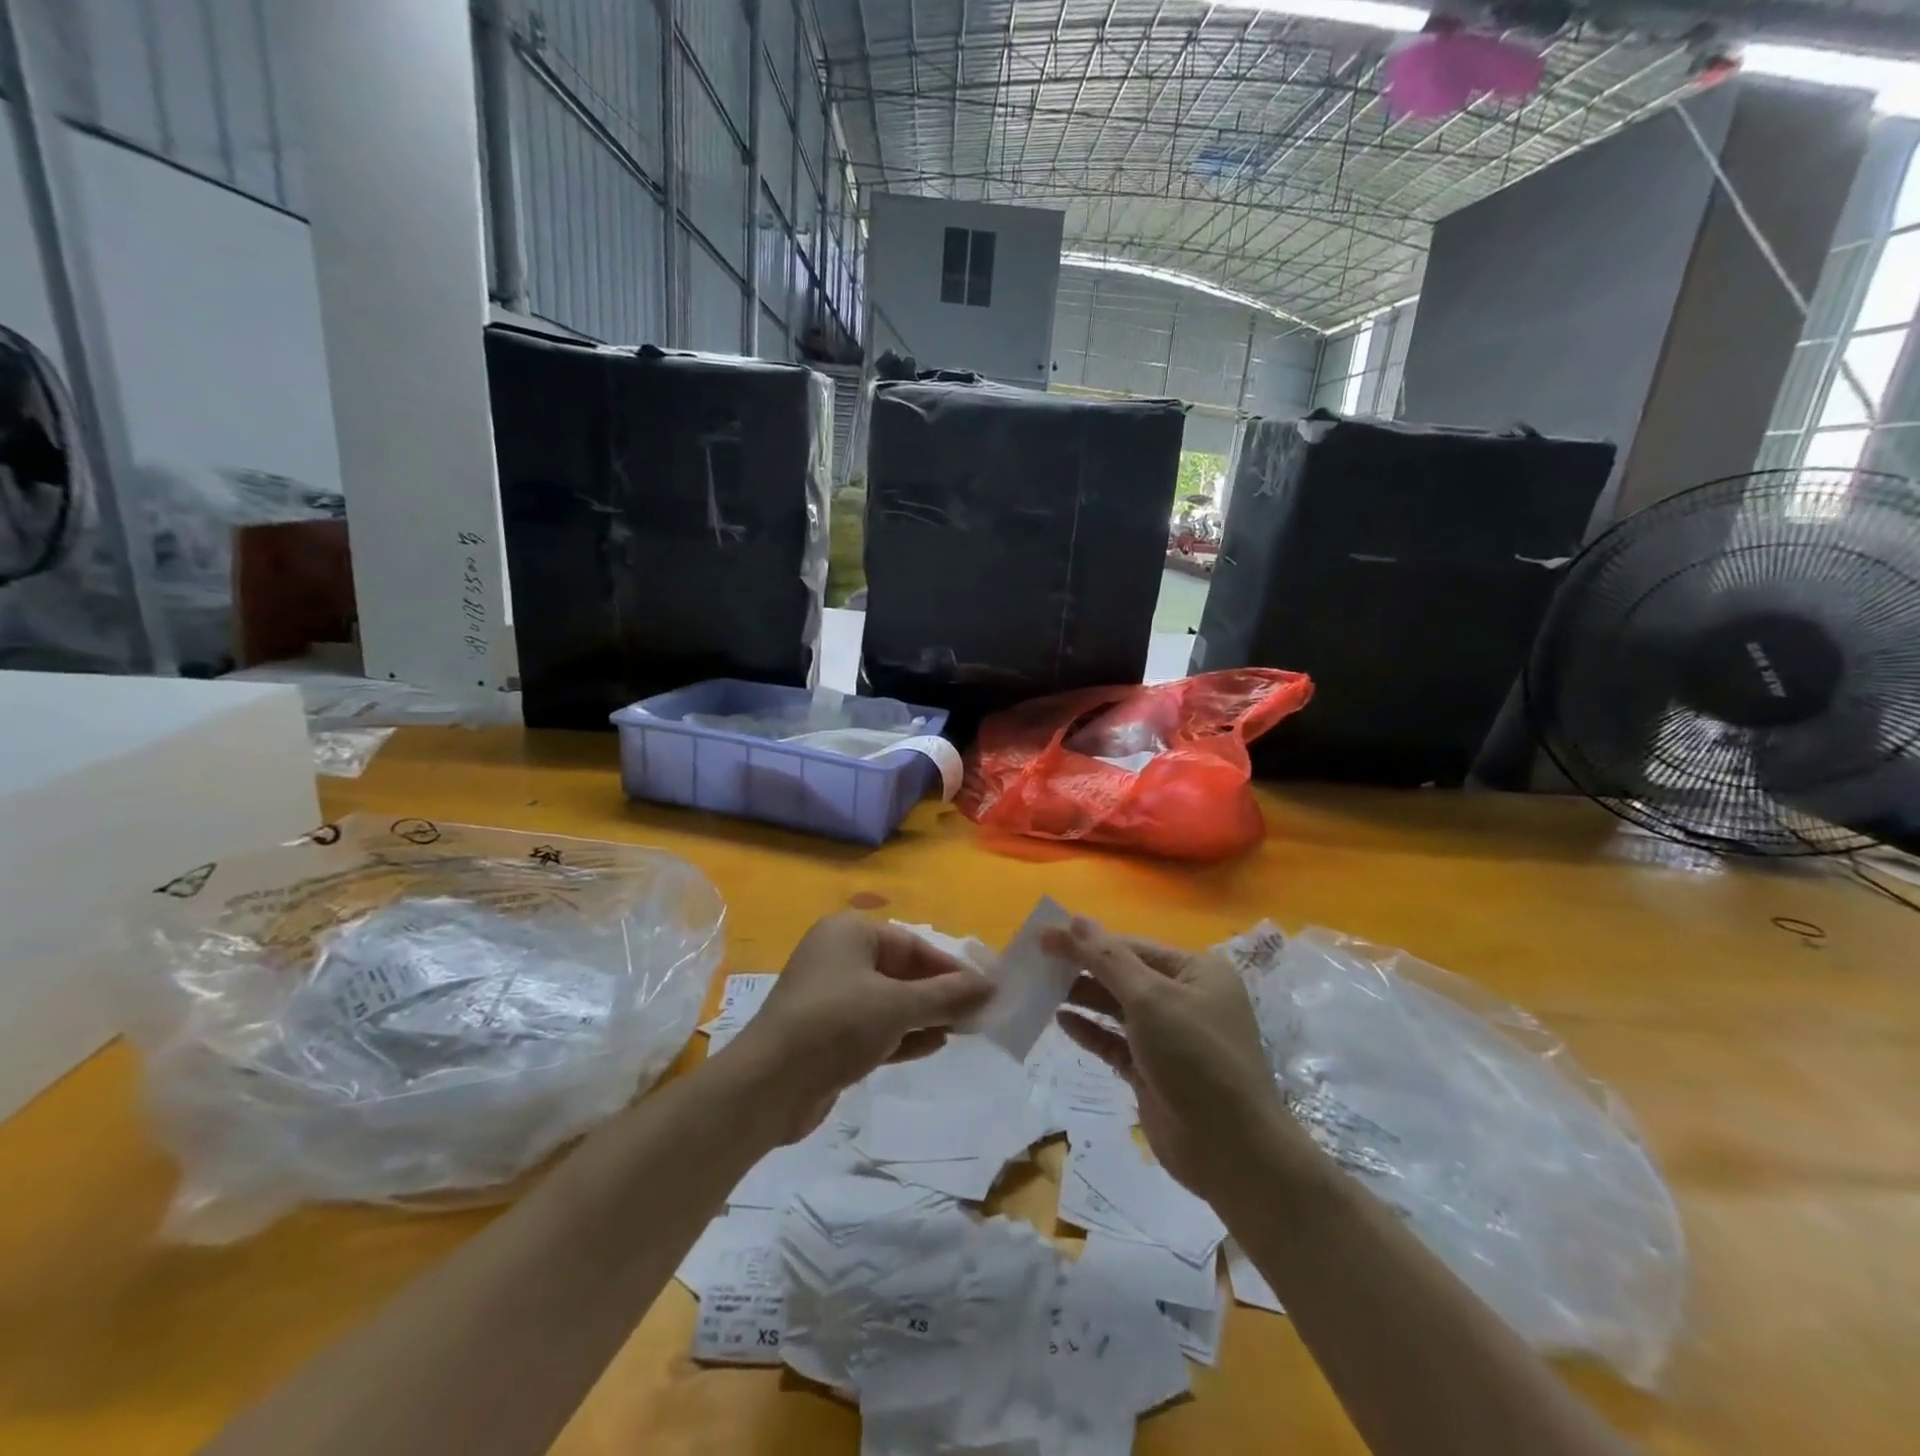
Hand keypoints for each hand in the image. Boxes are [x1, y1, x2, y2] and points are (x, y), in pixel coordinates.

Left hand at [726, 912, 992, 1140]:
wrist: (768, 1086)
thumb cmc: (836, 1025)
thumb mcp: (898, 1005)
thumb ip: (947, 995)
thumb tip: (991, 985)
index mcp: (849, 933)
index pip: (912, 943)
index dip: (950, 966)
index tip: (984, 988)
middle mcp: (838, 958)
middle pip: (901, 971)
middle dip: (938, 993)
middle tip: (978, 1013)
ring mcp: (831, 998)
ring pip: (890, 1001)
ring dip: (925, 1015)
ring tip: (965, 1030)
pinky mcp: (828, 1036)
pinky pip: (875, 1027)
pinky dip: (903, 1035)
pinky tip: (934, 1046)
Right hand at [1042, 918, 1275, 1196]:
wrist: (1231, 1150)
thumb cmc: (1195, 1057)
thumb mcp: (1150, 999)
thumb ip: (1108, 959)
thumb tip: (1075, 919)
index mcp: (1196, 972)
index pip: (1132, 946)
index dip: (1087, 940)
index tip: (1044, 937)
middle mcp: (1185, 999)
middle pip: (1123, 975)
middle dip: (1082, 968)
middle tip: (1036, 963)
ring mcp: (1169, 1038)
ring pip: (1117, 1008)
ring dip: (1082, 997)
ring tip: (1040, 988)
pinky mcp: (1153, 1072)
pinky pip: (1115, 1042)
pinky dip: (1090, 1031)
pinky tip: (1061, 1021)